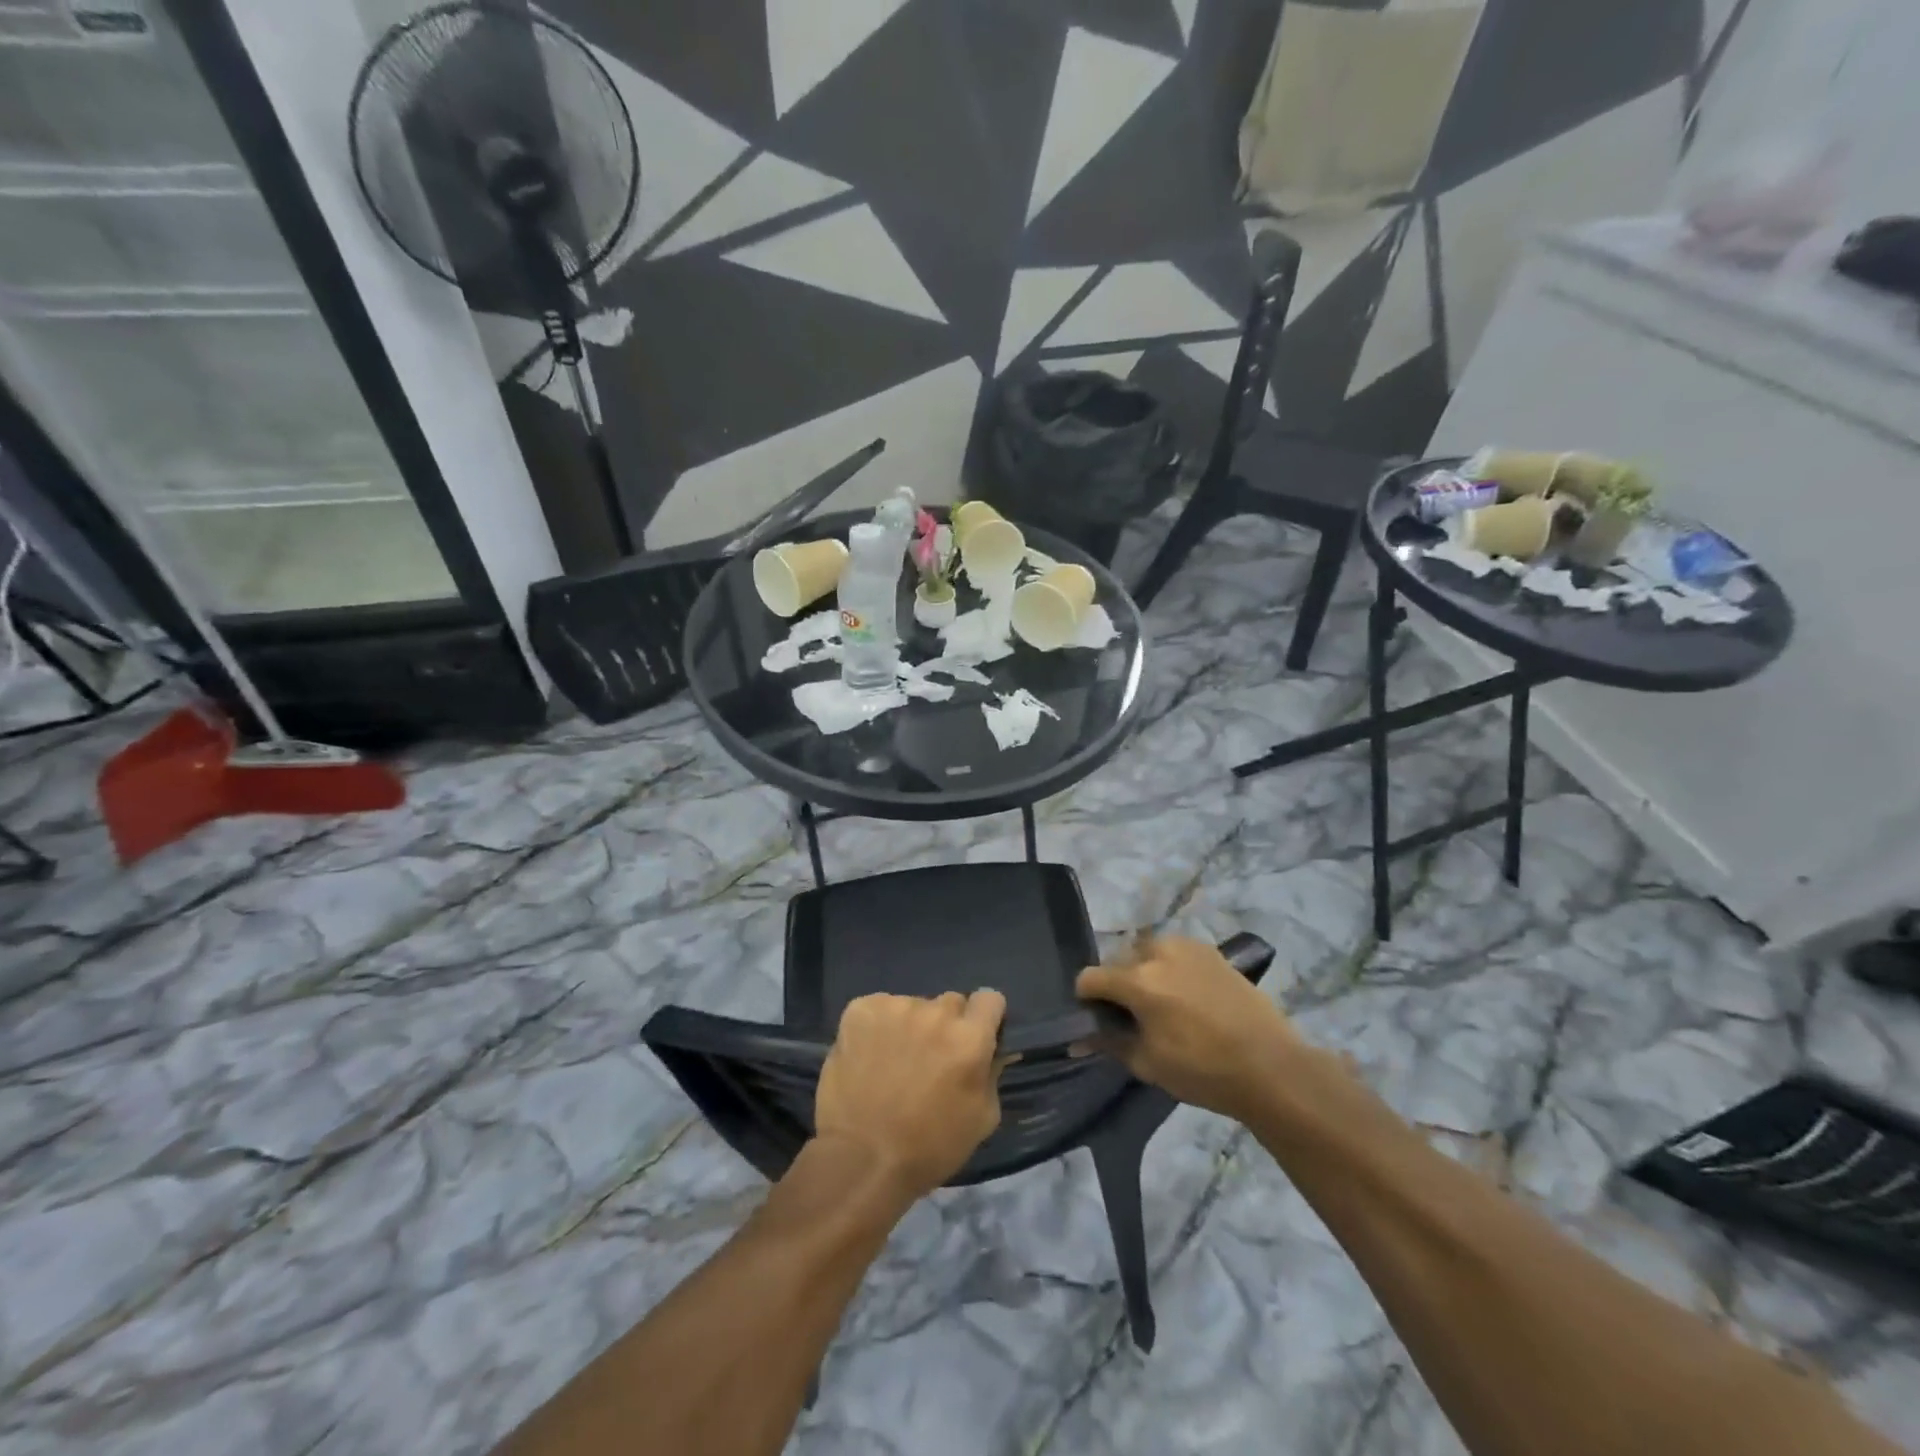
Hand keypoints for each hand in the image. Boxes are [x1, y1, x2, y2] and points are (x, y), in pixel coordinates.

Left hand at [814, 990, 1006, 1201]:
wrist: (860, 1159)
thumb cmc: (928, 1148)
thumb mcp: (980, 1119)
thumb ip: (992, 1074)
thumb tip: (992, 1051)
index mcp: (969, 1038)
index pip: (989, 998)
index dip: (984, 1018)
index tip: (974, 1037)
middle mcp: (935, 1012)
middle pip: (950, 1003)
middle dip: (946, 1026)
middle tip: (931, 1059)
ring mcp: (895, 1007)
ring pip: (913, 1006)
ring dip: (910, 1026)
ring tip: (894, 1062)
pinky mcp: (860, 1009)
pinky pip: (879, 1008)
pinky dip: (877, 1027)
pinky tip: (869, 1056)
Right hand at [1077, 936, 1304, 1122]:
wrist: (1270, 1067)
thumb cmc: (1203, 1071)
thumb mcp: (1148, 1063)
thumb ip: (1109, 1043)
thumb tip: (1078, 1038)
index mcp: (1138, 980)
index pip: (1090, 977)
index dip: (1086, 999)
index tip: (1096, 1020)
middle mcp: (1158, 952)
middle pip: (1119, 961)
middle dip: (1118, 984)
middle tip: (1132, 1016)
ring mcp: (1187, 947)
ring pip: (1148, 952)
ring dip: (1145, 972)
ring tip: (1162, 1004)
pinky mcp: (1211, 951)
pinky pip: (1176, 953)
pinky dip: (1171, 969)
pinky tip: (1188, 997)